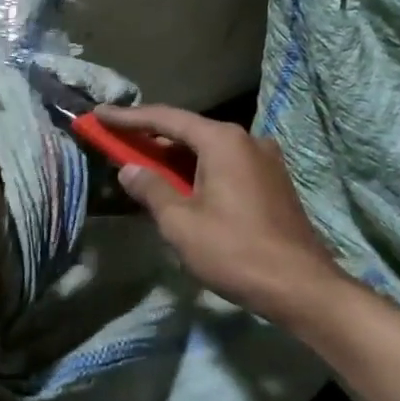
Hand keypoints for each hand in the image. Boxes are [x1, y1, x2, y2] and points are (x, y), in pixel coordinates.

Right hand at [93, 105, 341, 323]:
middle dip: (151, 137)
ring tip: (143, 164)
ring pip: (209, 149)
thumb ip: (151, 189)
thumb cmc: (235, 251)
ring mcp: (265, 159)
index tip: (98, 114)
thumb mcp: (181, 223)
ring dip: (175, 156)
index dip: (128, 118)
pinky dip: (198, 169)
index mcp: (222, 141)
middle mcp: (246, 139)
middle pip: (189, 131)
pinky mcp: (273, 181)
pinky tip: (182, 185)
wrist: (301, 286)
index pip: (166, 119)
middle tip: (117, 140)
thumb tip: (129, 169)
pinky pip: (226, 164)